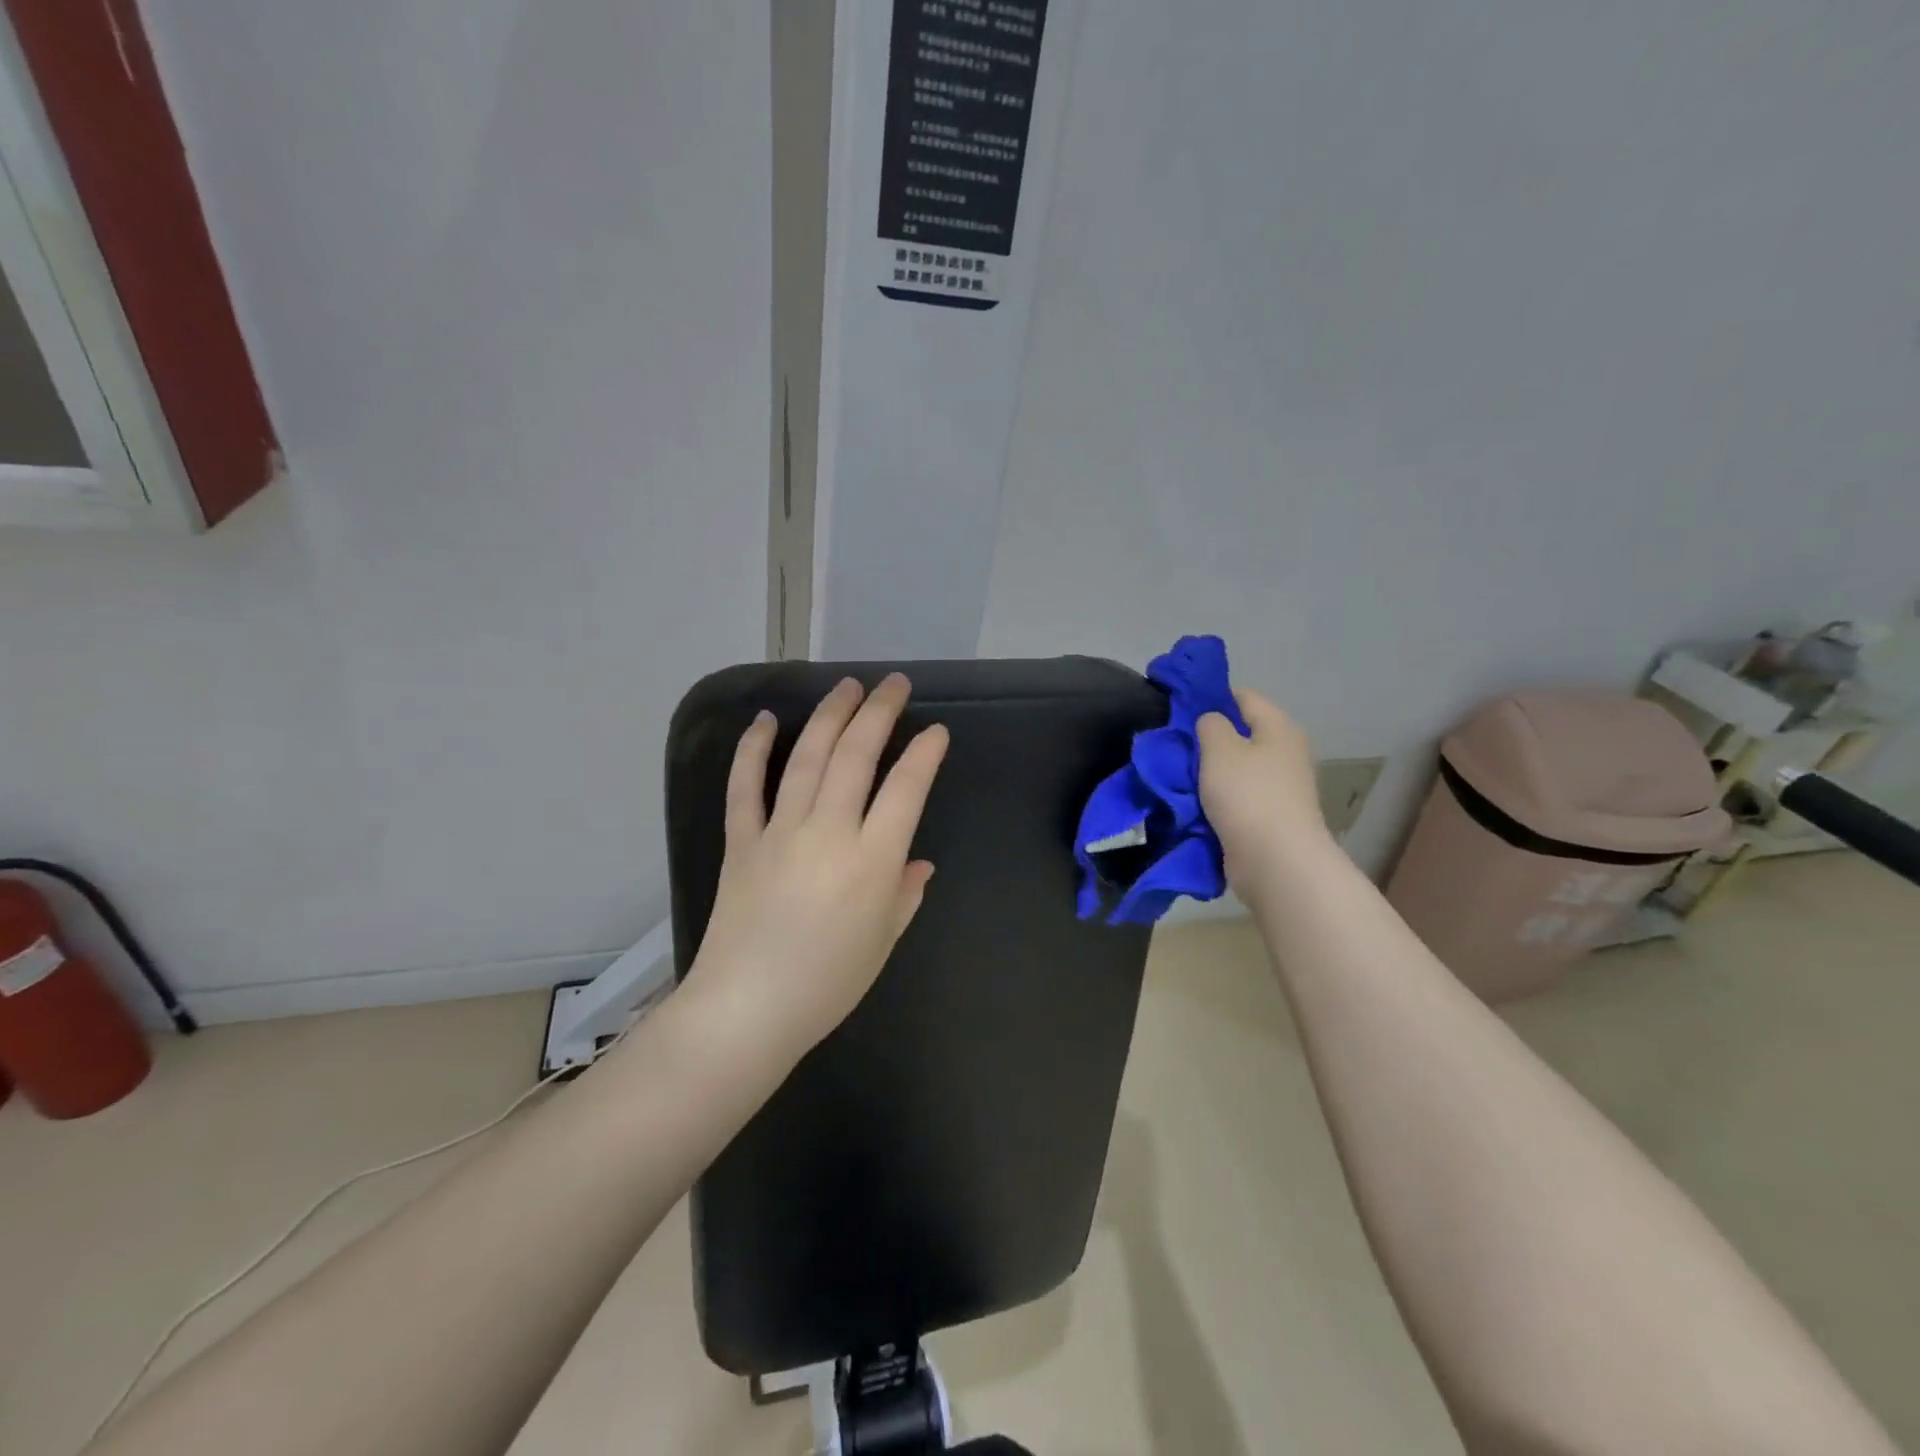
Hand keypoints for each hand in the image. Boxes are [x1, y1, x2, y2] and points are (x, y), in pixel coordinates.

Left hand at [685, 673, 948, 1064]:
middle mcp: (828, 832)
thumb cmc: (827, 984)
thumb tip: (917, 863)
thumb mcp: (882, 942)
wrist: (747, 1010)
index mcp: (871, 861)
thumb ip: (904, 894)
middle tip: (893, 684)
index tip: (935, 732)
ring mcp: (780, 832)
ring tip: (846, 686)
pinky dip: (752, 750)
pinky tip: (765, 721)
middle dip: (878, 713)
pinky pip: (745, 787)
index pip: (906, 789)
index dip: (924, 754)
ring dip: (829, 716)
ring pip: (807, 758)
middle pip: (856, 756)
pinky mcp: (742, 841)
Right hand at [1196, 688, 1334, 895]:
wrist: (1274, 860)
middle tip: (1174, 747)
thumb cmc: (1247, 795)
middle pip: (1240, 734)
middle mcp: (1285, 753)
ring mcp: (1279, 787)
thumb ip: (1210, 724)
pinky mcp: (1269, 817)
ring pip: (1235, 769)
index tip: (1179, 711)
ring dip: (1209, 773)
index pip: (1243, 697)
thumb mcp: (1219, 747)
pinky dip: (1216, 800)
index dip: (1211, 698)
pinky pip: (1236, 798)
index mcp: (1279, 727)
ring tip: (1177, 776)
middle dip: (1207, 740)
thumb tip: (1211, 722)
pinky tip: (1192, 804)